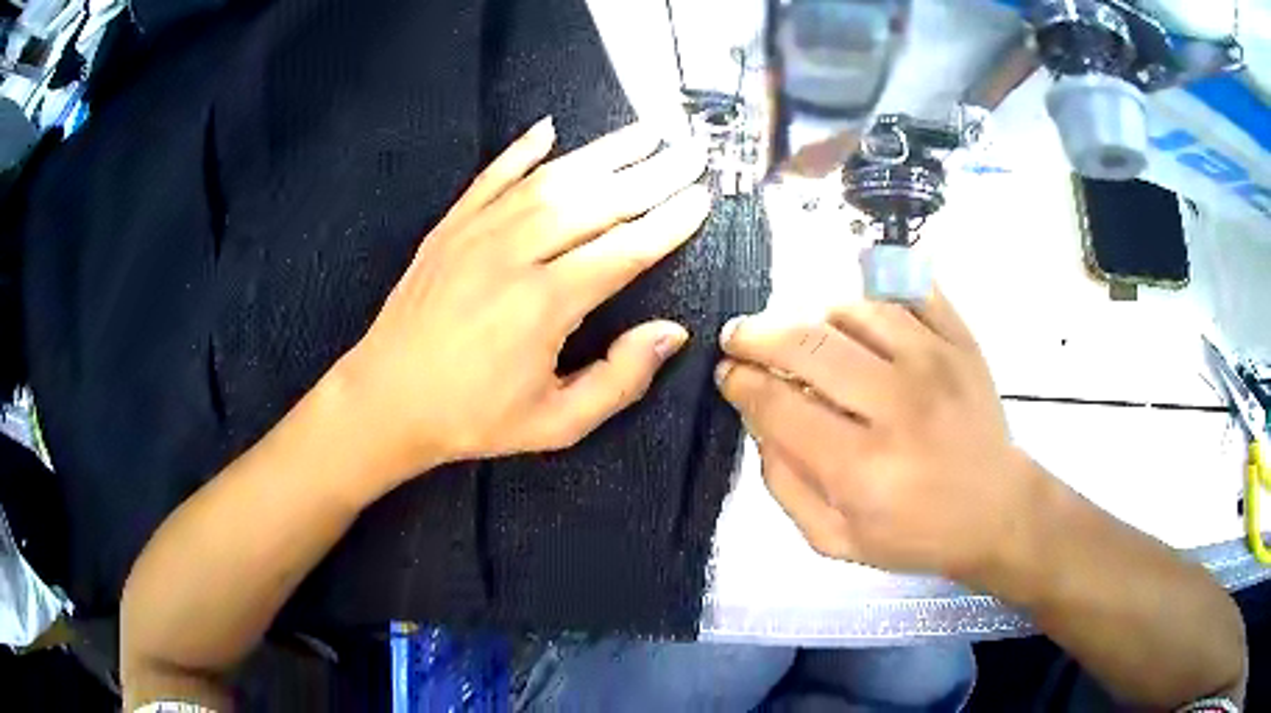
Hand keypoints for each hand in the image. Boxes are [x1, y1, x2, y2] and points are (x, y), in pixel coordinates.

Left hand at [338, 117, 709, 484]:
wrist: (386, 399)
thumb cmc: (472, 418)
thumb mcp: (556, 424)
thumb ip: (619, 380)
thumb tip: (672, 332)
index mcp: (545, 304)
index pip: (625, 249)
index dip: (669, 222)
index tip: (701, 198)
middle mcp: (514, 255)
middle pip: (596, 202)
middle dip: (652, 175)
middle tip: (689, 154)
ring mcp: (477, 233)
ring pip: (551, 179)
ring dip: (602, 153)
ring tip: (644, 133)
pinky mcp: (449, 227)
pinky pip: (491, 177)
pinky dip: (521, 150)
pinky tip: (548, 129)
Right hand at [715, 290, 1037, 585]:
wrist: (996, 511)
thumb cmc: (915, 533)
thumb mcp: (835, 539)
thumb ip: (785, 484)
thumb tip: (758, 419)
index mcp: (862, 468)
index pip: (779, 404)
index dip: (741, 382)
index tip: (728, 375)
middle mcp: (899, 406)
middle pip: (809, 344)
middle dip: (757, 335)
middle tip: (739, 337)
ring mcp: (937, 363)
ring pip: (855, 309)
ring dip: (816, 317)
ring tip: (808, 337)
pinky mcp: (962, 341)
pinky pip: (908, 291)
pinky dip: (875, 294)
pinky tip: (862, 318)